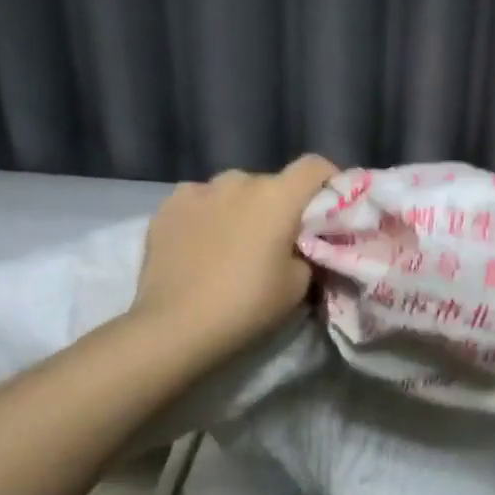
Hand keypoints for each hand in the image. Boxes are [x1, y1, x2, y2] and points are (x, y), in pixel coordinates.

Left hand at [130, 155, 337, 366]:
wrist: (175, 328)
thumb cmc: (247, 305)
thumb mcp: (299, 285)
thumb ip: (307, 252)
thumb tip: (301, 244)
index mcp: (278, 196)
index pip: (314, 166)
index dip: (327, 180)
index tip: (327, 207)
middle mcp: (239, 181)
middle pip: (271, 182)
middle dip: (279, 205)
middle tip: (276, 240)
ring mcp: (199, 190)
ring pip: (232, 191)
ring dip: (240, 208)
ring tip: (233, 242)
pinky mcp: (167, 207)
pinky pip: (199, 201)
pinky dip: (207, 215)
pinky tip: (199, 244)